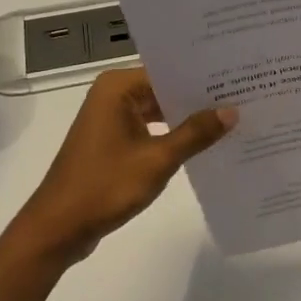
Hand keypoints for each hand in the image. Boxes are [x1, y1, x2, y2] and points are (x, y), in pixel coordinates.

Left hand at [9, 68, 234, 265]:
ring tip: (231, 118)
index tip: (237, 76)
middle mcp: (112, 95)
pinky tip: (203, 143)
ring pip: (158, 111)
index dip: (202, 76)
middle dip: (198, 98)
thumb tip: (232, 111)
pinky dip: (171, 135)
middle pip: (164, 89)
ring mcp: (111, 119)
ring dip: (187, 119)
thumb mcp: (157, 159)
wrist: (58, 228)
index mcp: (118, 88)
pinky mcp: (112, 142)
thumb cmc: (105, 186)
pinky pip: (149, 129)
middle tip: (243, 96)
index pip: (168, 71)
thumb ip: (195, 133)